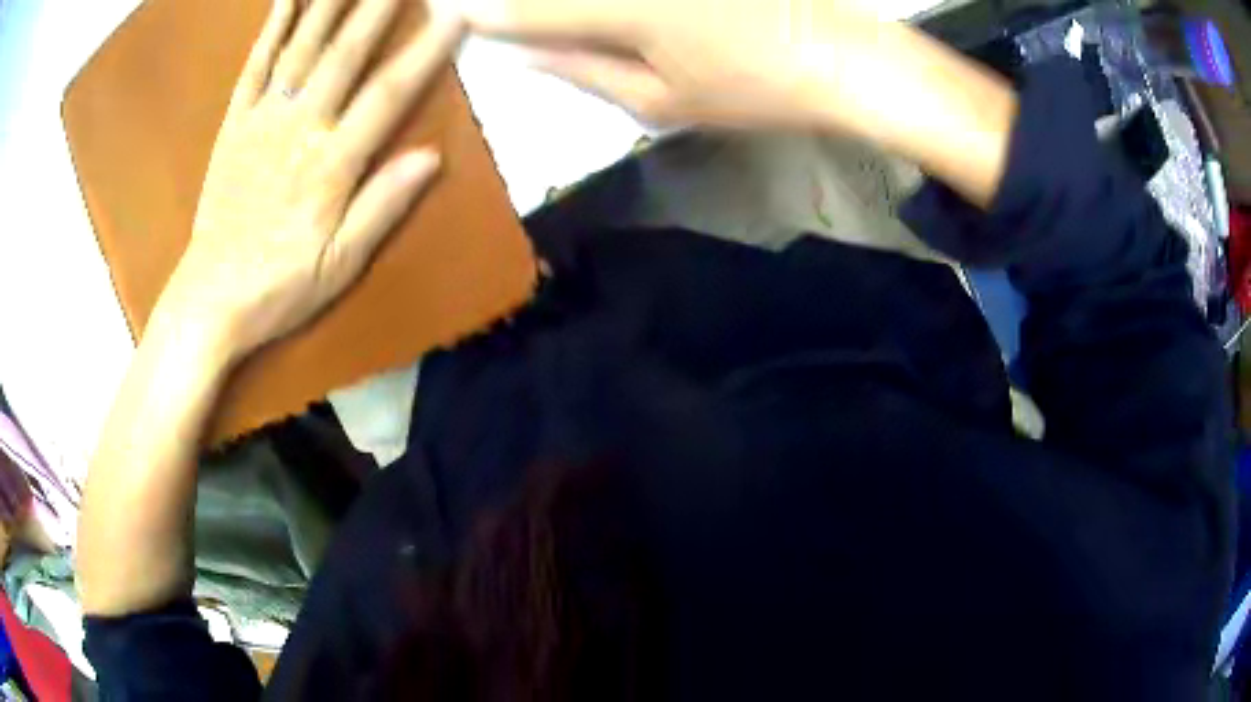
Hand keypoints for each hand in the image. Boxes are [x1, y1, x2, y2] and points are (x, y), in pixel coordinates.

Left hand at [161, 0, 464, 362]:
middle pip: (344, 55)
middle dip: (377, 7)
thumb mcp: (340, 264)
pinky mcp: (234, 126)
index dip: (424, 53)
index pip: (387, 96)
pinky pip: (254, 68)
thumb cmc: (279, 288)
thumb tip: (431, 157)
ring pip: (300, 49)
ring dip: (328, 4)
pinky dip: (272, 29)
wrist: (210, 301)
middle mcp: (297, 130)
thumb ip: (382, 206)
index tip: (455, 16)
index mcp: (329, 166)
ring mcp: (261, 122)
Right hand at [450, 0, 886, 129]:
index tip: (451, 12)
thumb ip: (582, 71)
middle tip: (477, 7)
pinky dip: (605, 3)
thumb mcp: (661, 101)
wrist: (842, 57)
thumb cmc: (754, 90)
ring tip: (517, 9)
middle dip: (514, 1)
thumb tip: (520, 55)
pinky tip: (598, 13)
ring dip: (559, 2)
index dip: (488, 12)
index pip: (531, 10)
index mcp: (621, 12)